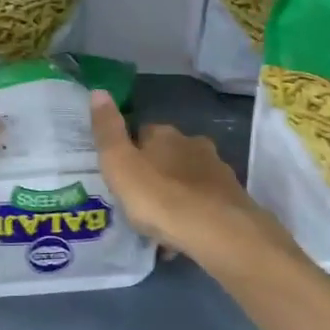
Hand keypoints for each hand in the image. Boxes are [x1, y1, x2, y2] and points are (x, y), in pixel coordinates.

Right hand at [89, 91, 290, 275]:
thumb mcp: (119, 164)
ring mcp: (216, 170)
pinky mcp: (231, 197)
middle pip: (168, 155)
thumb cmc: (159, 196)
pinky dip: (192, 214)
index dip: (130, 151)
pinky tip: (182, 238)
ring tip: (160, 225)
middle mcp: (193, 144)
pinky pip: (204, 203)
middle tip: (139, 202)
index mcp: (164, 134)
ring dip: (175, 195)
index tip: (120, 174)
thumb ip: (107, 131)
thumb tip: (98, 91)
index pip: (142, 132)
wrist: (217, 230)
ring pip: (188, 179)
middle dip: (156, 173)